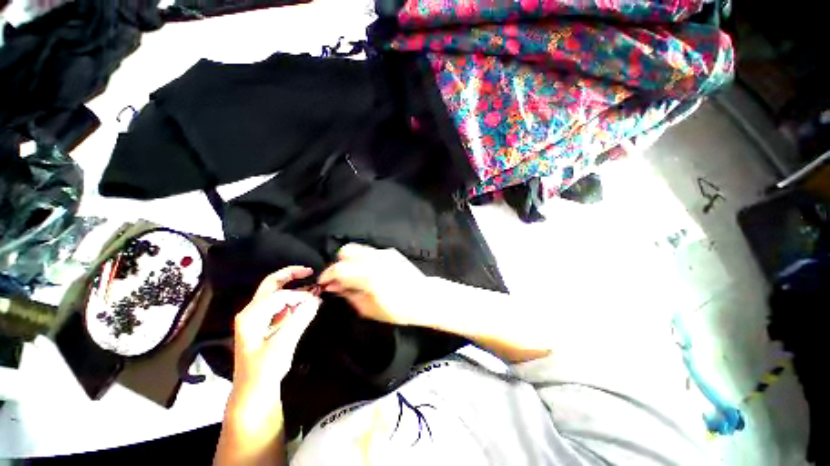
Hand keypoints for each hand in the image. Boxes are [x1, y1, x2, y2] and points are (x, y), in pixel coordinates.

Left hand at [231, 266, 320, 404]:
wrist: (254, 391)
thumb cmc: (264, 370)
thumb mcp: (283, 344)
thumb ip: (300, 318)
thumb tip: (315, 299)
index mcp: (251, 315)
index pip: (280, 295)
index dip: (300, 294)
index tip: (316, 298)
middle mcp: (252, 312)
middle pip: (272, 284)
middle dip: (291, 275)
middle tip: (310, 271)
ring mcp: (258, 317)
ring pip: (277, 293)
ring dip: (295, 288)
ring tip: (313, 288)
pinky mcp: (265, 323)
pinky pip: (280, 305)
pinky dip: (294, 300)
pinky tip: (306, 303)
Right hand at [318, 244, 425, 325]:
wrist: (424, 297)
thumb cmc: (398, 309)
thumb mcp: (369, 309)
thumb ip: (349, 295)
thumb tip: (334, 287)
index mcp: (369, 275)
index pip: (339, 268)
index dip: (327, 275)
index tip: (324, 282)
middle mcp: (376, 259)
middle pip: (347, 250)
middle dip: (339, 263)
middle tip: (341, 278)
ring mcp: (385, 253)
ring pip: (358, 249)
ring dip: (351, 260)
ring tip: (355, 275)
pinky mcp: (392, 252)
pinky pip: (371, 252)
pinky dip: (365, 260)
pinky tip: (371, 272)